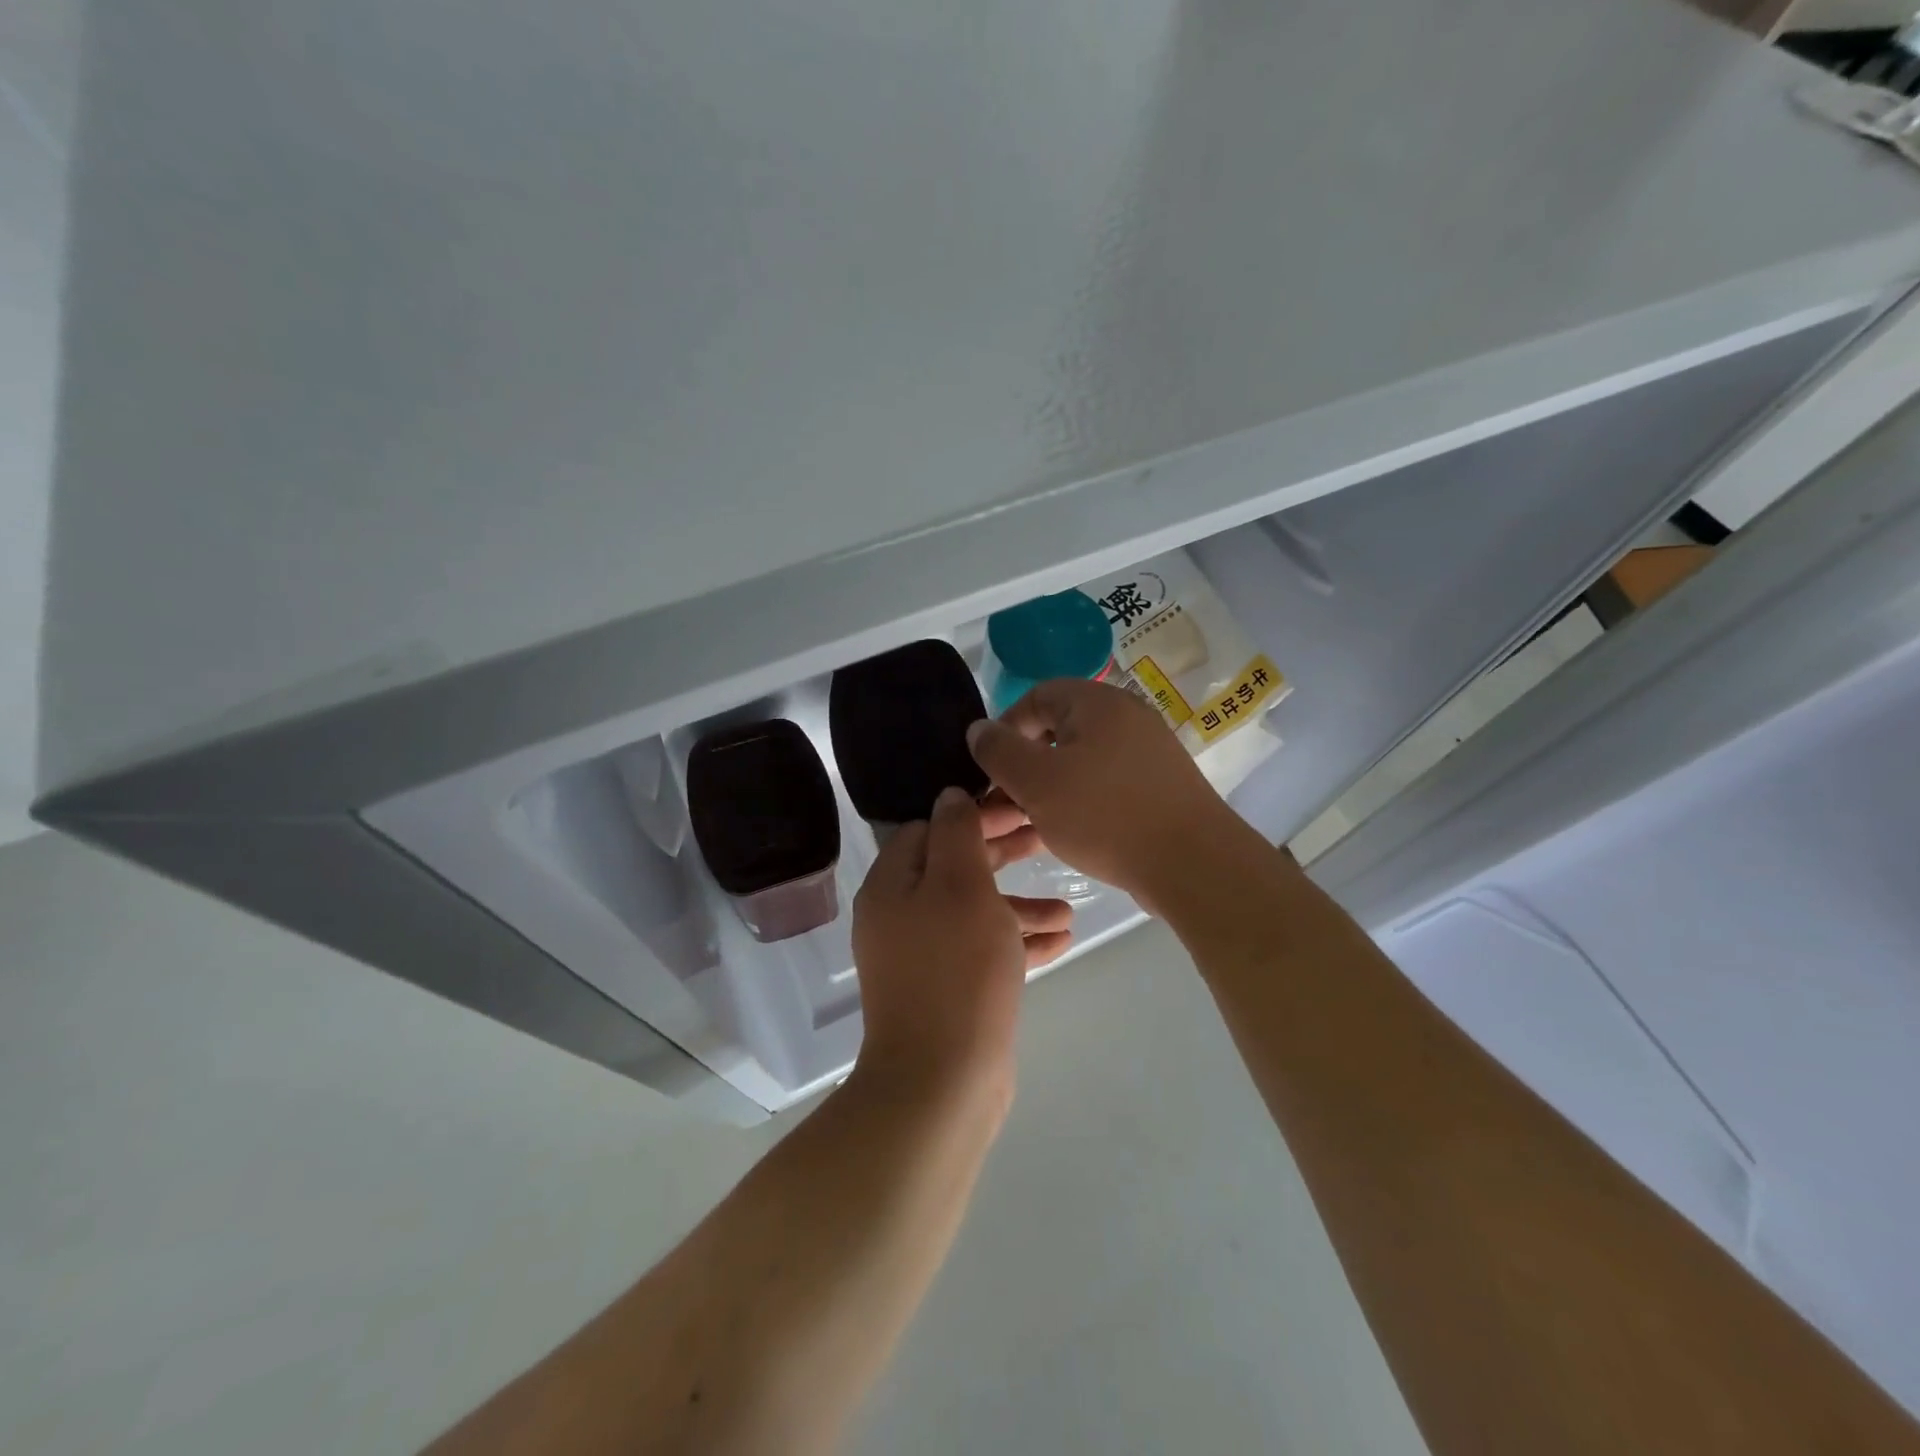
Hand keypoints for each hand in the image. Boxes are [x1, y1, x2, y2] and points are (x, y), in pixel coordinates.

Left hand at [851, 788, 1073, 1096]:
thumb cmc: (956, 970)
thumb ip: (957, 834)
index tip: (1018, 808)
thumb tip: (949, 795)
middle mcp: (900, 917)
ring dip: (1019, 905)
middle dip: (1002, 855)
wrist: (942, 1082)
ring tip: (1067, 908)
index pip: (928, 830)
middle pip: (953, 869)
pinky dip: (1017, 942)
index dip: (973, 815)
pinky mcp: (947, 991)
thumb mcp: (961, 887)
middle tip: (1046, 842)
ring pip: (974, 913)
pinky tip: (1060, 941)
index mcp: (892, 886)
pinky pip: (983, 952)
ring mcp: (922, 958)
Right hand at [965, 678, 1247, 914]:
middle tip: (1002, 804)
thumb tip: (978, 729)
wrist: (1193, 864)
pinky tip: (1064, 835)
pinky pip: (1104, 785)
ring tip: (1025, 826)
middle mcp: (1126, 718)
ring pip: (1079, 763)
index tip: (989, 769)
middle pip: (1058, 731)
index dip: (1004, 729)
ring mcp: (1146, 753)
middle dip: (1023, 766)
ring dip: (1046, 790)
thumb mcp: (1037, 782)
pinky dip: (1078, 803)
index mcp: (1098, 703)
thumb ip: (999, 751)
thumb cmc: (1105, 815)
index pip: (1036, 697)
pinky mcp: (1157, 787)